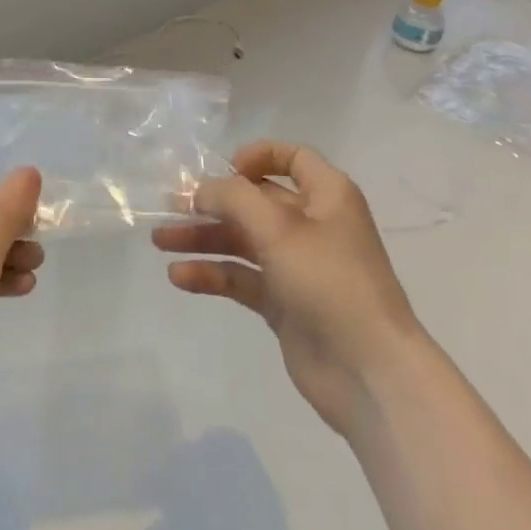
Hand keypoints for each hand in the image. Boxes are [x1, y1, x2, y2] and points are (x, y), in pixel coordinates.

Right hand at [152, 141, 423, 438]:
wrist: (369, 373)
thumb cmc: (329, 282)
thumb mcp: (279, 228)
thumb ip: (234, 199)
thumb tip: (201, 190)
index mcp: (327, 195)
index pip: (291, 157)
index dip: (256, 156)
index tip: (223, 170)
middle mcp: (313, 224)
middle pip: (256, 201)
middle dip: (213, 202)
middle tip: (170, 207)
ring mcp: (297, 265)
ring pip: (244, 240)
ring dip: (204, 239)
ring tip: (161, 242)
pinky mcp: (284, 302)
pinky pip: (242, 278)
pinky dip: (213, 274)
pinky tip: (180, 276)